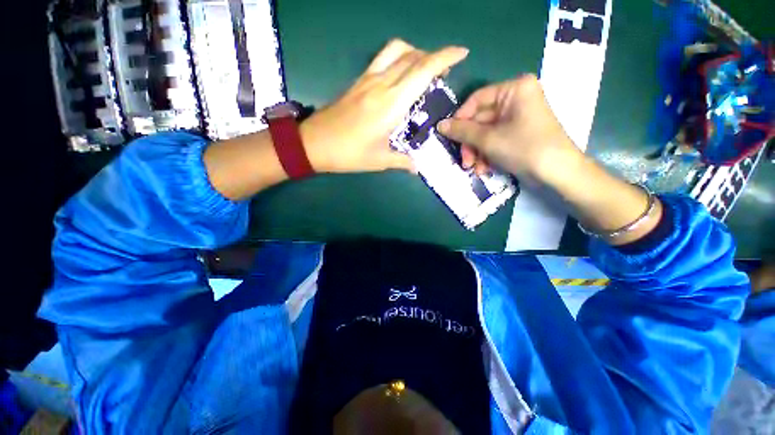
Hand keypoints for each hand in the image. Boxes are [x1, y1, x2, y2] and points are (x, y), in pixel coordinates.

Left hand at [302, 39, 468, 173]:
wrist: (313, 143)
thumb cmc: (348, 154)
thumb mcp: (378, 161)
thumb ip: (401, 161)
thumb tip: (416, 167)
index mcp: (390, 104)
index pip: (422, 71)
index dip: (445, 57)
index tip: (461, 54)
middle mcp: (381, 84)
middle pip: (413, 57)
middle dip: (435, 57)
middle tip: (444, 72)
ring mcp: (367, 79)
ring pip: (397, 51)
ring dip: (416, 54)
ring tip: (423, 69)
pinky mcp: (358, 81)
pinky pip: (383, 59)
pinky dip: (399, 58)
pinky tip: (401, 75)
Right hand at [437, 75, 580, 181]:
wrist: (557, 172)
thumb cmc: (523, 147)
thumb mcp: (488, 139)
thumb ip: (462, 131)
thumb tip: (439, 125)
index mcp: (514, 89)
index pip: (476, 100)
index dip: (460, 119)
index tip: (448, 136)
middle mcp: (516, 99)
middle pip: (480, 120)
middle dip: (470, 144)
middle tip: (464, 161)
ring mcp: (517, 117)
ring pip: (485, 133)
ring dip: (476, 153)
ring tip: (475, 169)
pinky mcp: (517, 133)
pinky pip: (494, 140)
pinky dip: (487, 155)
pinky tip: (485, 169)